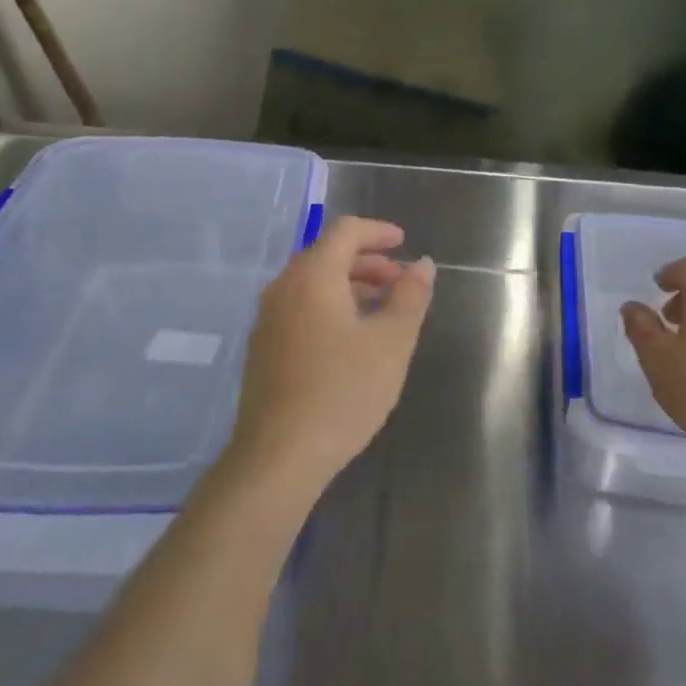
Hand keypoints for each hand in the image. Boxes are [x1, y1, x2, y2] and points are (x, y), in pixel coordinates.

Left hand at [227, 216, 435, 497]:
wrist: (279, 454)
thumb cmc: (343, 391)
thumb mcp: (391, 342)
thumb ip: (410, 296)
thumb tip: (422, 264)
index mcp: (312, 275)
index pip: (345, 231)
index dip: (378, 231)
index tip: (404, 243)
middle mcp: (283, 287)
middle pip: (326, 254)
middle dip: (367, 261)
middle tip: (399, 282)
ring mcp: (268, 318)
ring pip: (312, 283)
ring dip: (349, 285)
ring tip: (382, 311)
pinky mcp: (263, 346)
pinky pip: (300, 307)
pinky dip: (330, 306)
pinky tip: (350, 338)